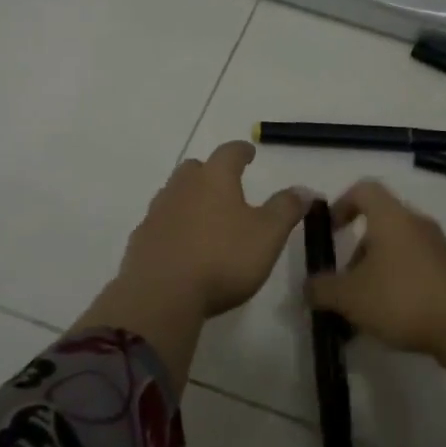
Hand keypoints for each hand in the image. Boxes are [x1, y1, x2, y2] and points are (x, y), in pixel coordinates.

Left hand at [117, 140, 310, 318]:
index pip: (229, 153)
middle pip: (195, 168)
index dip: (242, 151)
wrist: (162, 295)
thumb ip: (286, 208)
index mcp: (215, 179)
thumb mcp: (268, 234)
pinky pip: (159, 224)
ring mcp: (157, 213)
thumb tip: (304, 189)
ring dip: (189, 199)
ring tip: (204, 216)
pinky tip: (181, 245)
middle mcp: (182, 187)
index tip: (249, 153)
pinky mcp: (140, 241)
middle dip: (210, 172)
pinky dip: (172, 227)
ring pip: (174, 194)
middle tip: (224, 184)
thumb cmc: (223, 259)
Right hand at [306, 180, 445, 355]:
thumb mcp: (350, 297)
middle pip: (380, 225)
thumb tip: (307, 287)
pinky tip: (391, 319)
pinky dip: (398, 285)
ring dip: (376, 272)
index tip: (329, 230)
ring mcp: (438, 247)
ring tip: (364, 310)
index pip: (363, 190)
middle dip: (357, 253)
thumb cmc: (401, 299)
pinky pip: (416, 269)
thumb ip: (322, 289)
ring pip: (398, 250)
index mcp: (391, 217)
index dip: (341, 204)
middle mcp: (416, 224)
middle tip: (344, 284)